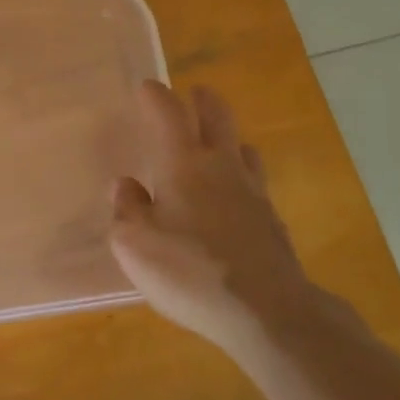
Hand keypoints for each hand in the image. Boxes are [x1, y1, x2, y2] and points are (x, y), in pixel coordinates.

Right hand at [109, 82, 326, 365]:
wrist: (267, 312)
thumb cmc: (190, 271)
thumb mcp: (134, 245)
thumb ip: (126, 210)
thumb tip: (126, 186)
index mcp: (183, 163)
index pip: (169, 112)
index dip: (156, 95)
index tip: (146, 87)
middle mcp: (221, 166)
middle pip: (218, 116)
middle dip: (203, 101)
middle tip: (194, 94)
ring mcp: (253, 192)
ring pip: (243, 148)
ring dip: (228, 139)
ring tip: (216, 146)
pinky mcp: (272, 221)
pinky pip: (255, 183)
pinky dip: (241, 177)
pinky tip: (233, 199)